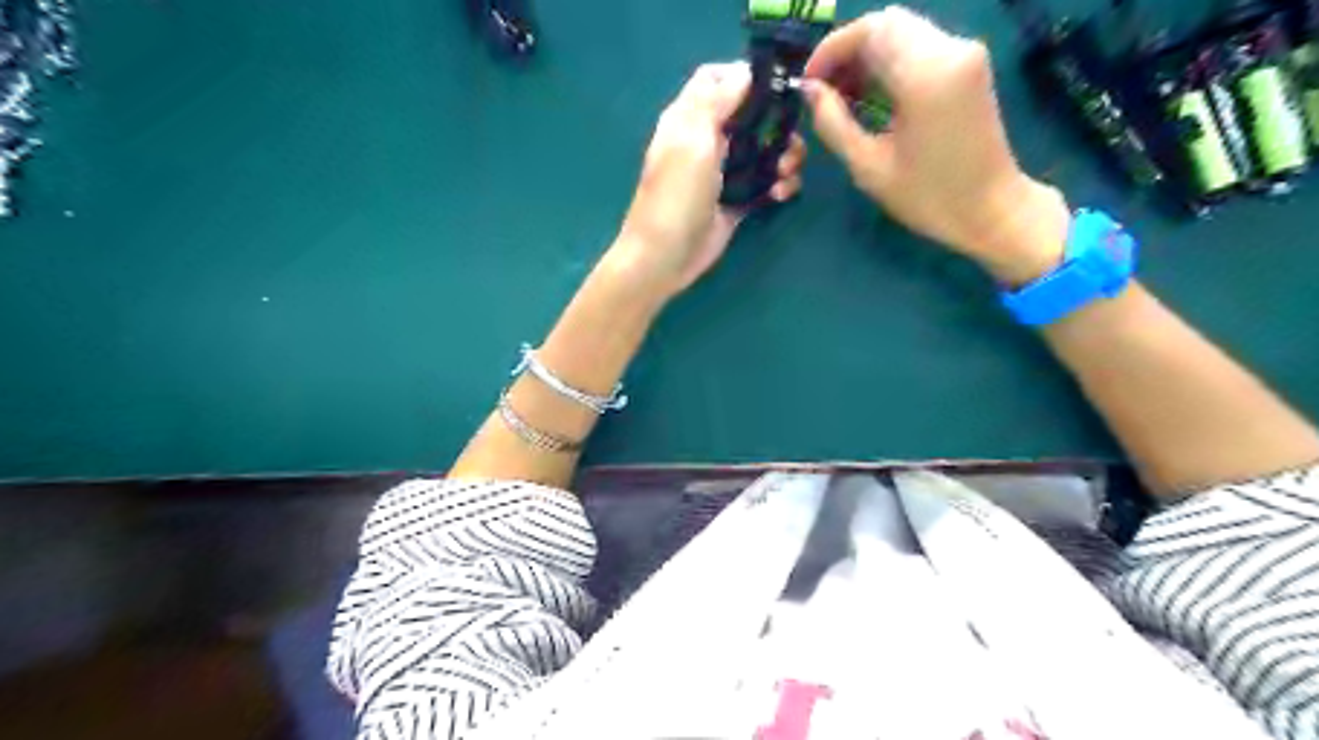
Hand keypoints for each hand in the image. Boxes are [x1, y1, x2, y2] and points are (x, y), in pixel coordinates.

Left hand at [606, 60, 802, 300]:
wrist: (666, 256)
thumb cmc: (676, 195)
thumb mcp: (693, 139)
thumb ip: (717, 101)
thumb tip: (745, 71)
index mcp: (689, 118)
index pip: (715, 79)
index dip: (743, 76)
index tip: (774, 87)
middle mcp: (707, 140)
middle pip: (750, 113)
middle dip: (776, 121)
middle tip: (789, 138)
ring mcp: (724, 172)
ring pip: (764, 149)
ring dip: (785, 155)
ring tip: (785, 172)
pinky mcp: (737, 201)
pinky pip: (766, 182)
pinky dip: (780, 184)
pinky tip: (781, 194)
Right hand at [803, 8, 1070, 284]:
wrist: (991, 210)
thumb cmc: (928, 198)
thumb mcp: (869, 167)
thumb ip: (834, 123)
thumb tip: (810, 91)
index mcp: (926, 75)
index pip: (870, 30)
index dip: (831, 49)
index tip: (808, 82)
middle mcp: (950, 50)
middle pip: (886, 24)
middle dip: (847, 52)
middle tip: (822, 90)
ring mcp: (964, 54)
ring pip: (902, 33)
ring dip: (866, 57)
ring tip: (842, 97)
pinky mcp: (969, 66)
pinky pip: (919, 47)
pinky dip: (888, 63)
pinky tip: (870, 96)